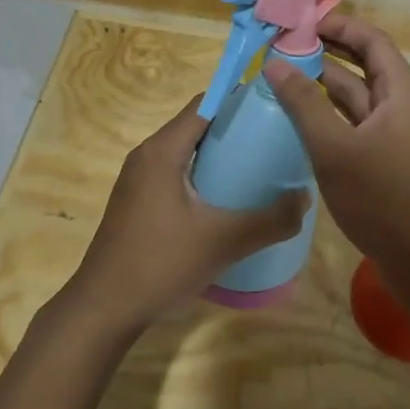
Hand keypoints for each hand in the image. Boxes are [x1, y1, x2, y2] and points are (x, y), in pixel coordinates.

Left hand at [62, 95, 309, 334]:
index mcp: (162, 151)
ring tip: (259, 166)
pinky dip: (203, 175)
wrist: (104, 309)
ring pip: (186, 152)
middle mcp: (147, 156)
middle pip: (196, 126)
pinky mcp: (138, 203)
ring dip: (219, 154)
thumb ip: (270, 220)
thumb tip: (306, 198)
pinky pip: (176, 173)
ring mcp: (139, 180)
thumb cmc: (160, 263)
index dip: (238, 99)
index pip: (204, 104)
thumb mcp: (223, 242)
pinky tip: (227, 199)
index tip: (273, 106)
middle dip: (234, 128)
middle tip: (274, 139)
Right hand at [264, 15, 409, 269]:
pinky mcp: (385, 156)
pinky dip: (329, 112)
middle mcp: (401, 104)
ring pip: (357, 95)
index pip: (372, 40)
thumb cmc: (381, 197)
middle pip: (364, 64)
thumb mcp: (335, 147)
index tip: (301, 21)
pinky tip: (299, 115)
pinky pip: (355, 121)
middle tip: (285, 44)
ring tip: (284, 74)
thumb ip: (303, 103)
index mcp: (401, 92)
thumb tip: (275, 63)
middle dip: (327, 51)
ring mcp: (394, 132)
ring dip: (324, 83)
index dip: (339, 25)